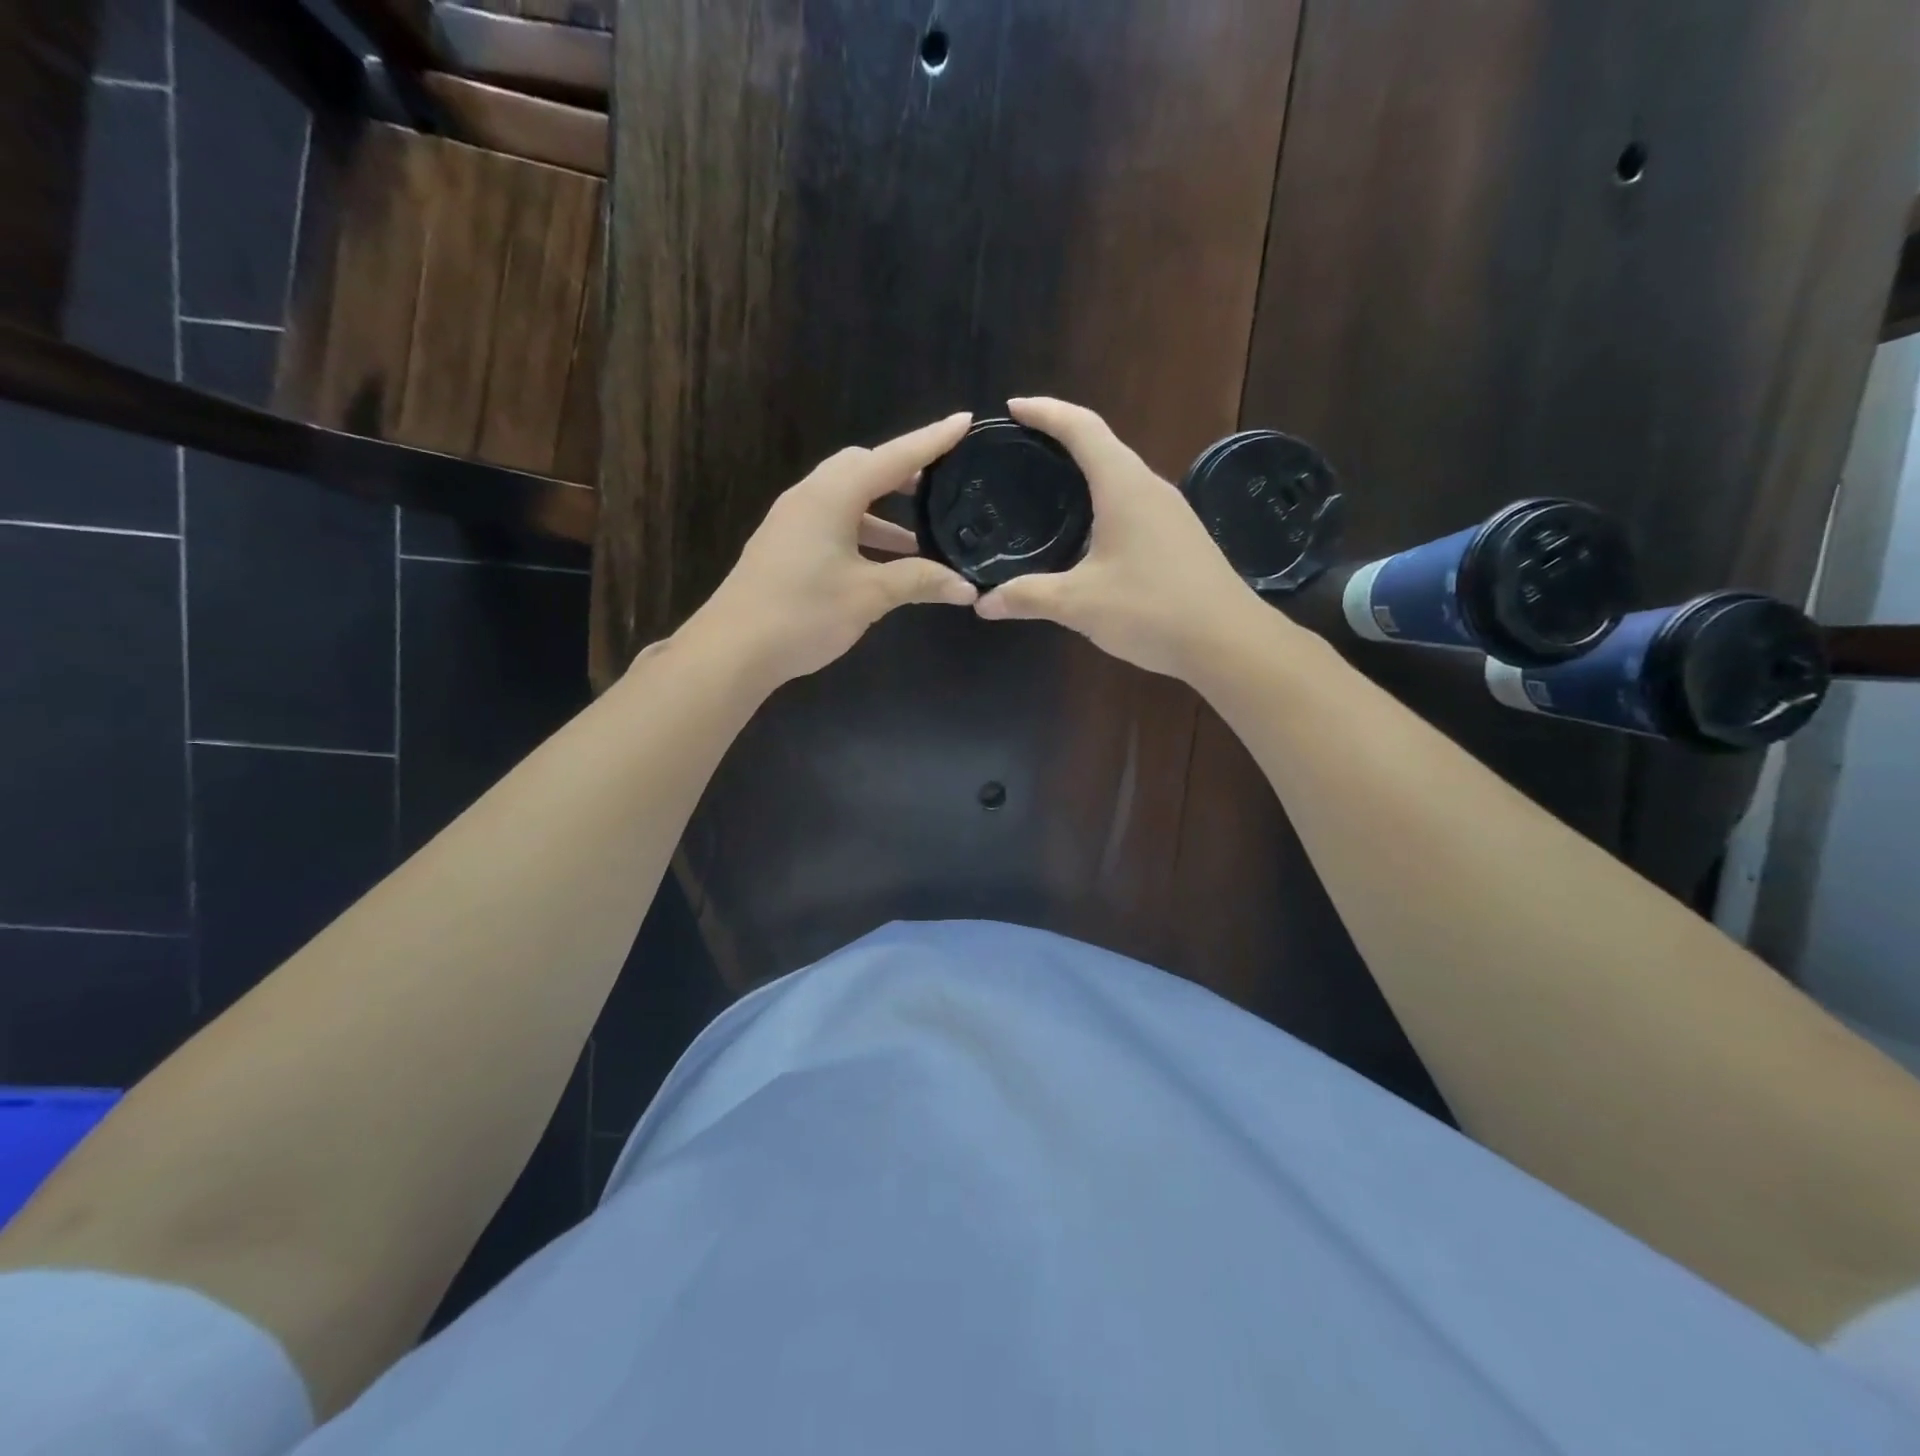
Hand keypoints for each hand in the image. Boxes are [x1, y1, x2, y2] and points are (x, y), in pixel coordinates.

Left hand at [680, 412, 979, 684]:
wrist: (733, 649)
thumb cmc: (804, 613)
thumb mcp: (868, 596)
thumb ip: (919, 582)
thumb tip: (967, 587)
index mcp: (832, 495)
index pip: (892, 458)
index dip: (931, 441)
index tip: (964, 421)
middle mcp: (810, 496)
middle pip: (863, 468)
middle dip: (904, 472)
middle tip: (941, 483)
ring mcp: (792, 521)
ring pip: (847, 498)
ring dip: (884, 509)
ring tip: (921, 532)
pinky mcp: (785, 545)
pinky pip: (833, 522)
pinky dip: (863, 531)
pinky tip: (883, 562)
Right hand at [974, 398, 1263, 678]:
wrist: (1228, 641)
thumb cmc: (1151, 609)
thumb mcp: (1079, 604)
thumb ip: (1028, 597)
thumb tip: (982, 603)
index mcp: (1124, 486)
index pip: (1081, 428)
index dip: (1045, 412)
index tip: (1012, 408)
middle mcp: (1150, 488)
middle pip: (1102, 446)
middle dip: (1061, 439)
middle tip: (1021, 450)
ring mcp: (1170, 513)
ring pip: (1119, 476)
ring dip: (1084, 472)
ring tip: (1046, 488)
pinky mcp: (1180, 538)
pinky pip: (1132, 503)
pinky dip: (1102, 501)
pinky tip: (1086, 533)